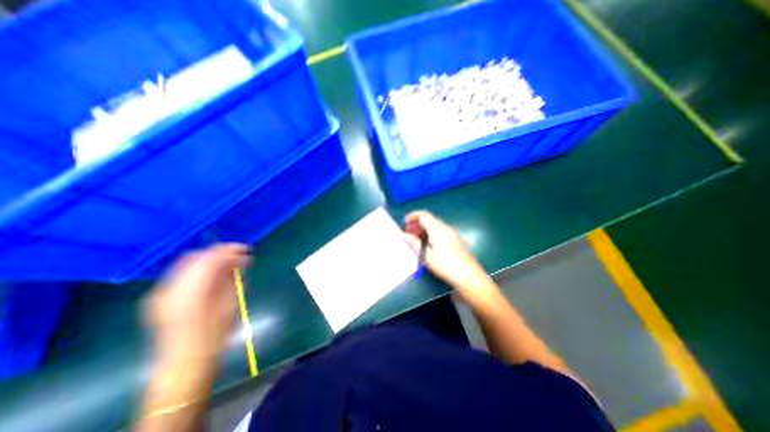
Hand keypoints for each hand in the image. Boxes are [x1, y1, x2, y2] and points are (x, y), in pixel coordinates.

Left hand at [147, 242, 248, 364]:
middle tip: (239, 255)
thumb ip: (230, 279)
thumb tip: (237, 260)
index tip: (245, 249)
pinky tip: (215, 275)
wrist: (185, 363)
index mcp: (190, 292)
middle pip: (195, 257)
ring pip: (188, 264)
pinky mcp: (159, 298)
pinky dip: (200, 269)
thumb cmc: (214, 336)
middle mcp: (170, 289)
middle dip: (219, 252)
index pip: (209, 259)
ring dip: (210, 260)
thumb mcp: (229, 304)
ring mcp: (160, 293)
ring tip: (230, 264)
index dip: (228, 250)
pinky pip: (182, 274)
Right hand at [404, 209, 492, 300]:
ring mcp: (452, 233)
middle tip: (408, 231)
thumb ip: (414, 243)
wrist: (469, 276)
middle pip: (429, 219)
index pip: (424, 215)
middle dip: (417, 222)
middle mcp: (446, 228)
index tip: (404, 222)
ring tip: (415, 237)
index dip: (413, 216)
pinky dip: (431, 231)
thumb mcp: (427, 256)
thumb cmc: (446, 267)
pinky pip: (440, 230)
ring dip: (424, 227)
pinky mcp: (455, 239)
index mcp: (438, 230)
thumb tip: (403, 235)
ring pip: (435, 224)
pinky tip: (427, 242)